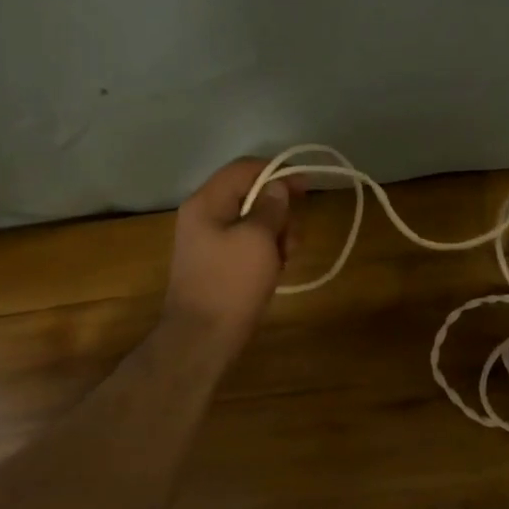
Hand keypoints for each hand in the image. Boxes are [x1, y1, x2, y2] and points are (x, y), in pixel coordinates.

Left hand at [161, 158, 299, 353]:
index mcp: (206, 202)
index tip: (307, 188)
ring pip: (252, 222)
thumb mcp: (258, 239)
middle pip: (250, 195)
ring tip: (286, 260)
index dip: (278, 172)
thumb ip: (271, 206)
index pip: (244, 168)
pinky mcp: (217, 264)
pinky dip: (265, 251)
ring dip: (276, 234)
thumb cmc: (231, 284)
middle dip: (279, 212)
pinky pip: (246, 244)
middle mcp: (204, 216)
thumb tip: (277, 186)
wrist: (202, 339)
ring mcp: (209, 241)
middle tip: (294, 238)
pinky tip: (275, 271)